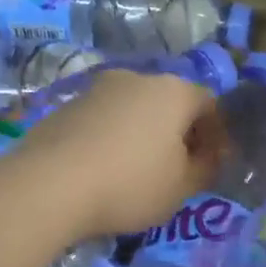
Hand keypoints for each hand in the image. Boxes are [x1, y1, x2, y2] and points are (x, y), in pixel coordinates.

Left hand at [14, 69, 223, 236]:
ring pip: (135, 110)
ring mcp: (98, 89)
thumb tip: (209, 157)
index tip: (213, 164)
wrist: (48, 186)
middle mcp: (137, 79)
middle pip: (170, 103)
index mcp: (174, 92)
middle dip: (180, 132)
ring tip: (141, 172)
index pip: (210, 105)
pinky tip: (107, 170)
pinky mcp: (66, 106)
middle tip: (180, 168)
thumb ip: (206, 169)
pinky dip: (115, 139)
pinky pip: (105, 121)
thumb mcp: (182, 187)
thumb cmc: (131, 184)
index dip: (217, 135)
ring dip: (145, 134)